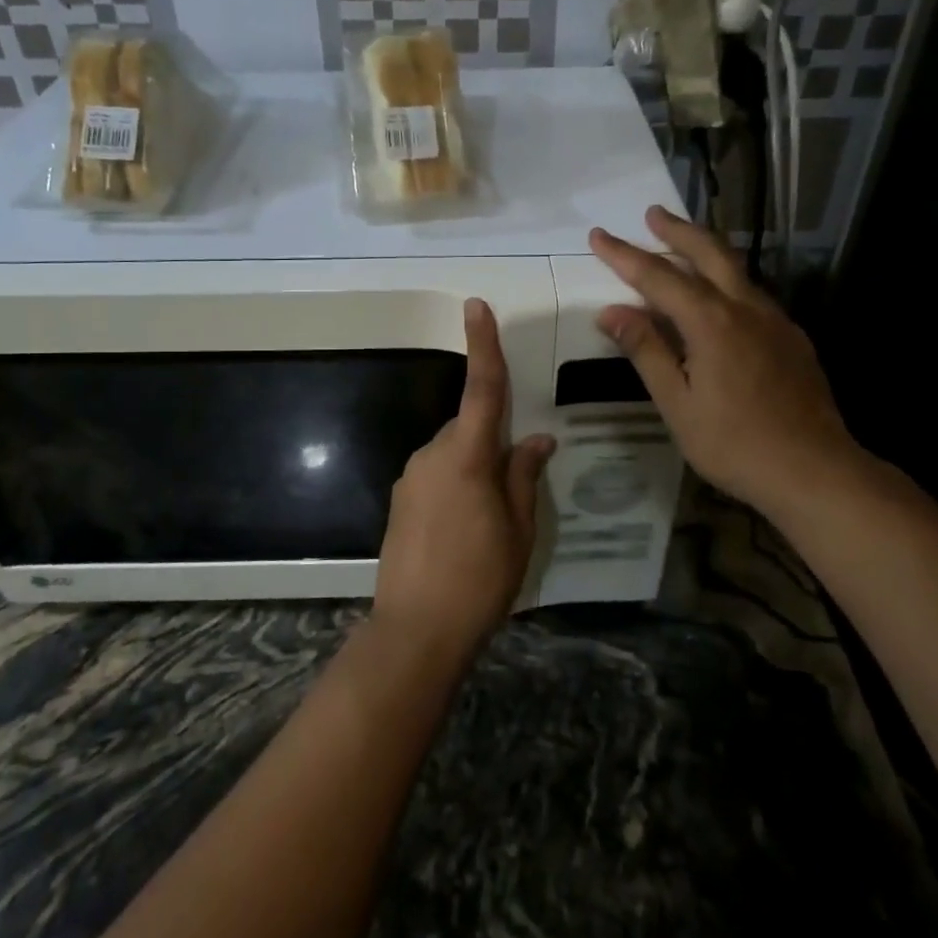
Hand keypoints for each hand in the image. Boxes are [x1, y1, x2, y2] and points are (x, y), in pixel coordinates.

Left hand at [372, 298, 554, 667]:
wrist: (416, 631)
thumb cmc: (479, 579)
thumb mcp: (519, 530)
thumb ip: (524, 477)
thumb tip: (537, 440)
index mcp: (467, 456)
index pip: (481, 389)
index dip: (482, 345)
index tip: (476, 306)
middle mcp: (432, 455)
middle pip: (469, 428)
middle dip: (493, 441)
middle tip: (517, 486)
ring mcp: (410, 478)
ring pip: (453, 453)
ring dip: (475, 469)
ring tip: (491, 521)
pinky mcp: (400, 501)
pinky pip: (436, 475)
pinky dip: (456, 485)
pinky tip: (465, 530)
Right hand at [588, 206, 865, 517]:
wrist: (815, 471)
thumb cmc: (735, 444)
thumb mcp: (678, 403)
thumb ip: (646, 351)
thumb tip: (612, 312)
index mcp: (711, 322)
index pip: (658, 277)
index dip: (624, 255)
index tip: (598, 235)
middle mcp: (745, 308)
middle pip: (709, 253)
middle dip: (677, 230)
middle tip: (652, 213)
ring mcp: (775, 321)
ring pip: (736, 269)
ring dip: (706, 250)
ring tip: (682, 243)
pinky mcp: (792, 338)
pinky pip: (752, 295)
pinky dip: (727, 280)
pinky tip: (720, 298)